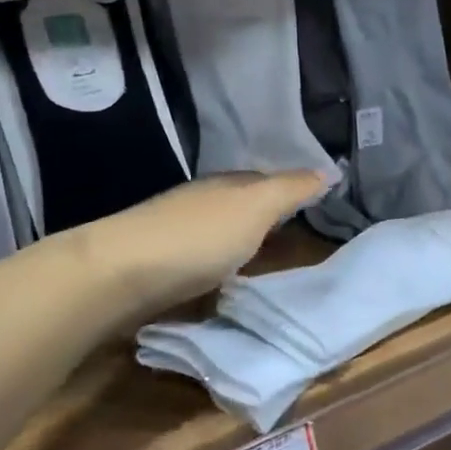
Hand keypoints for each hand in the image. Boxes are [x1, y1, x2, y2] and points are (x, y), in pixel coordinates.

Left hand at [80, 170, 328, 319]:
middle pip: (239, 204)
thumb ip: (291, 189)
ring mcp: (175, 231)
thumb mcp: (256, 207)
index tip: (312, 205)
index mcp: (226, 184)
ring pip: (218, 230)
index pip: (264, 180)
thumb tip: (328, 169)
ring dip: (238, 241)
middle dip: (263, 215)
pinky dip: (216, 263)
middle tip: (293, 235)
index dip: (289, 190)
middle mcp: (201, 201)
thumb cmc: (200, 237)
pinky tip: (222, 280)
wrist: (122, 273)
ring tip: (263, 261)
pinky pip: (199, 258)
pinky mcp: (157, 263)